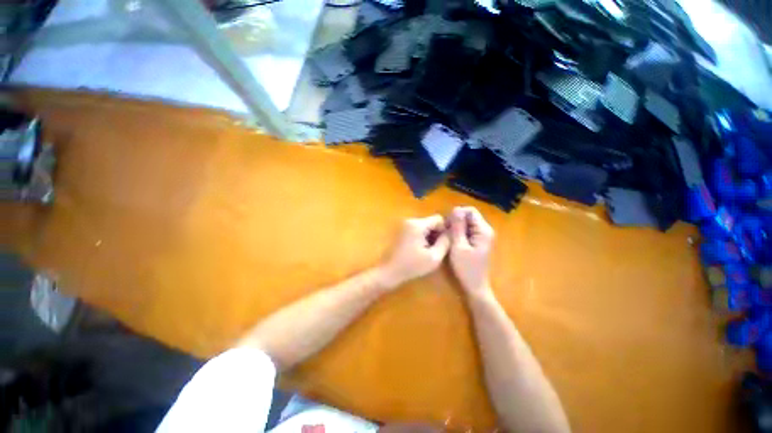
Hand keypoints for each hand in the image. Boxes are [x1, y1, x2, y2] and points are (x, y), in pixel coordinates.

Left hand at [378, 215, 449, 288]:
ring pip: (425, 226)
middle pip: (431, 221)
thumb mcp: (434, 257)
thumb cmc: (412, 266)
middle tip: (437, 249)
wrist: (390, 271)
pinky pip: (418, 229)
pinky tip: (421, 249)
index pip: (439, 219)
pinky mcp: (402, 230)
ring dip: (430, 236)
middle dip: (437, 233)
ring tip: (429, 251)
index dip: (445, 230)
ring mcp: (405, 225)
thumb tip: (451, 233)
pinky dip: (422, 237)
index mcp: (418, 225)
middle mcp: (410, 220)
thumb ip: (445, 242)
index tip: (444, 244)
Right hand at [448, 206, 494, 296]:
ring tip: (448, 238)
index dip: (457, 214)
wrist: (475, 286)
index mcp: (483, 230)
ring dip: (456, 227)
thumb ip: (457, 227)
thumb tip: (456, 208)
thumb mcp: (458, 246)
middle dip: (455, 221)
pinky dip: (458, 233)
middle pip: (468, 216)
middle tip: (445, 233)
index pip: (470, 211)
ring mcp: (482, 236)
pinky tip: (452, 241)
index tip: (447, 224)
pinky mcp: (478, 241)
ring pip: (467, 223)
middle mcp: (485, 230)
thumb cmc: (466, 268)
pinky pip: (467, 230)